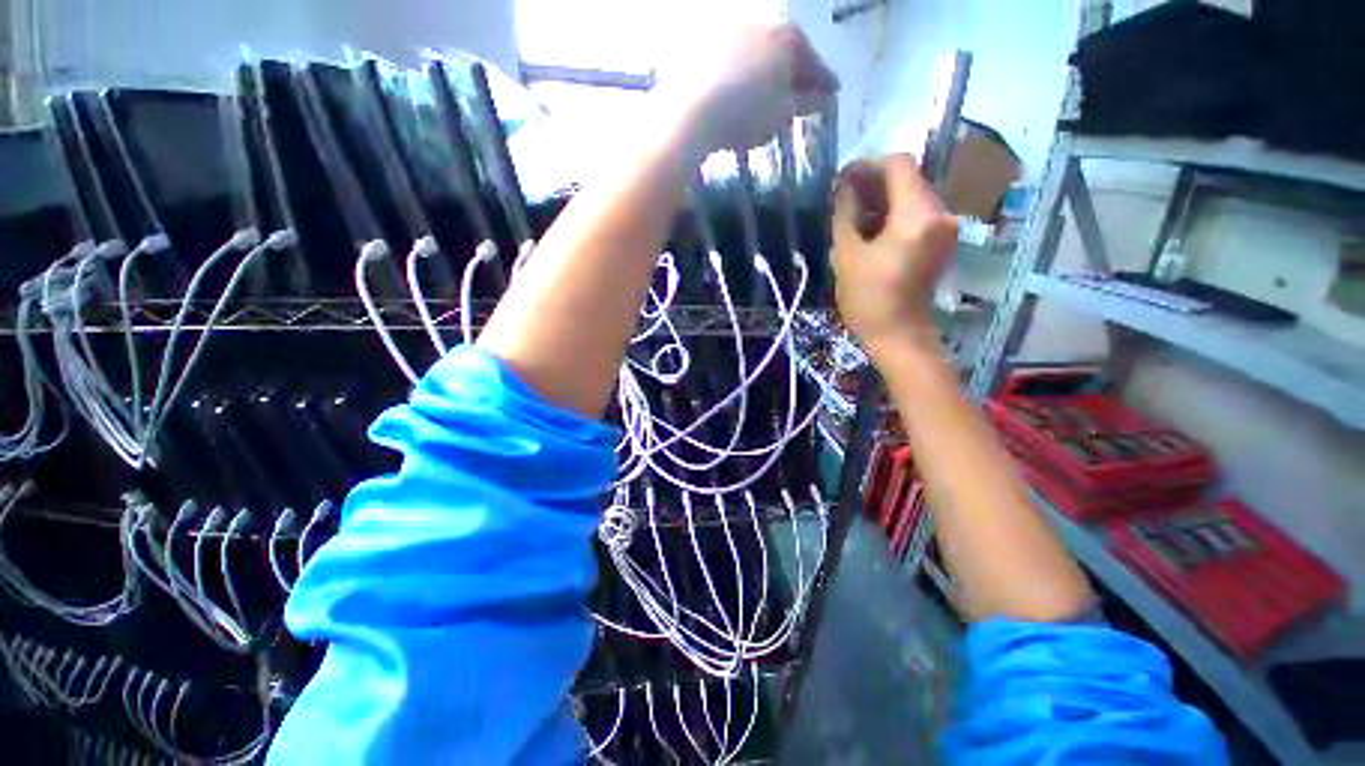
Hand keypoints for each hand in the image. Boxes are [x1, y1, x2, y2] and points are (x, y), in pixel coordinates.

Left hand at [665, 23, 838, 153]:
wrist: (690, 114)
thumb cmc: (744, 115)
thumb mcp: (782, 114)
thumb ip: (806, 103)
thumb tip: (823, 98)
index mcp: (786, 38)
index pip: (813, 62)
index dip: (824, 82)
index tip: (831, 96)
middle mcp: (760, 24)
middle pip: (785, 53)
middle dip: (795, 76)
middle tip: (801, 98)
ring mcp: (729, 31)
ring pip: (758, 55)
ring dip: (767, 74)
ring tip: (769, 99)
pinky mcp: (704, 45)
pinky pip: (734, 61)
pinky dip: (742, 75)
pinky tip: (740, 94)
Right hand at [832, 154, 958, 357]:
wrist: (898, 334)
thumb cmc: (867, 298)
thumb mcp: (846, 254)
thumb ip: (845, 213)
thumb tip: (844, 185)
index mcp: (917, 215)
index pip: (899, 165)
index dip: (869, 166)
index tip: (845, 181)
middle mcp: (940, 213)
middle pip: (909, 178)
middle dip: (876, 182)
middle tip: (845, 199)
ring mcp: (946, 227)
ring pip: (914, 195)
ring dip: (885, 198)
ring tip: (855, 215)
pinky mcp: (943, 240)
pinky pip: (919, 213)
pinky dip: (896, 213)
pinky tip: (874, 228)